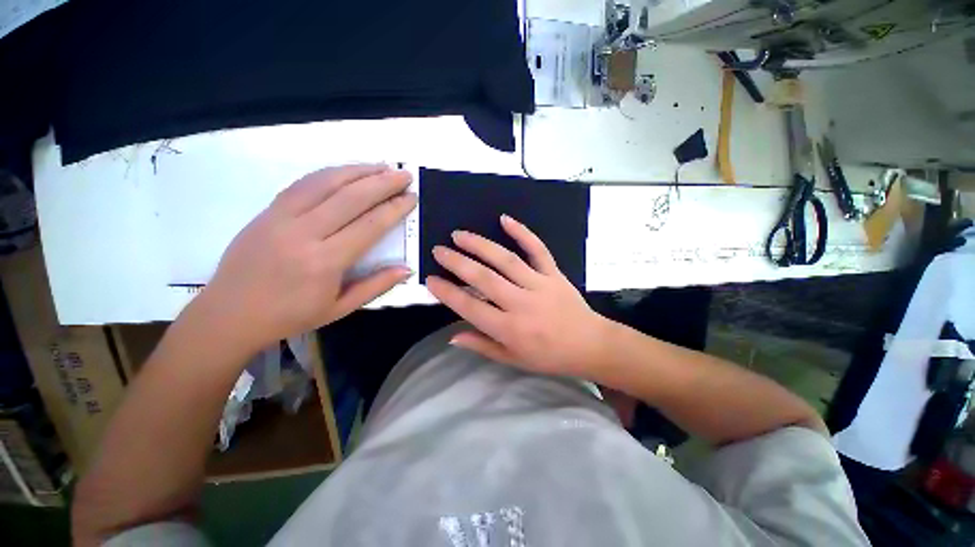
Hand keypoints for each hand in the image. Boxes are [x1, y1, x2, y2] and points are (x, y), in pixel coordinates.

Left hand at [195, 164, 415, 353]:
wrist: (230, 313)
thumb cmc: (291, 316)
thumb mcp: (340, 308)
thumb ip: (376, 286)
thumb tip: (407, 269)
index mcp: (325, 261)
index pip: (369, 225)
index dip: (394, 208)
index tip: (411, 197)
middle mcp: (304, 233)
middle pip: (351, 197)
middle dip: (383, 183)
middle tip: (405, 174)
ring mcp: (282, 217)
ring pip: (326, 183)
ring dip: (358, 171)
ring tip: (382, 166)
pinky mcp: (268, 210)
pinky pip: (303, 183)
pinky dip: (330, 173)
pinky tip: (347, 171)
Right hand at [426, 215, 609, 377]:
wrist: (590, 345)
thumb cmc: (549, 356)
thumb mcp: (513, 359)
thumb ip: (482, 346)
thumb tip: (452, 336)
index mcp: (509, 329)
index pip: (470, 308)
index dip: (448, 293)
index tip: (431, 280)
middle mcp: (521, 304)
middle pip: (484, 279)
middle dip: (457, 263)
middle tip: (439, 250)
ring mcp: (539, 285)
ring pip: (506, 260)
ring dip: (480, 245)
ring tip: (460, 235)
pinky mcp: (554, 274)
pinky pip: (538, 250)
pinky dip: (523, 233)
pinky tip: (505, 219)